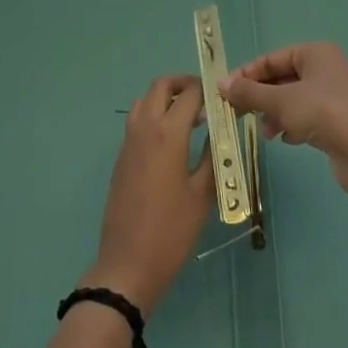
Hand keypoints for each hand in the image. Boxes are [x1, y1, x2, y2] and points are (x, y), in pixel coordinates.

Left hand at [83, 75, 213, 314]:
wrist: (128, 263)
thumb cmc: (172, 231)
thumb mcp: (202, 195)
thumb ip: (213, 157)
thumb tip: (222, 133)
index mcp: (168, 133)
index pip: (189, 93)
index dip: (208, 90)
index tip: (225, 98)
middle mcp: (145, 127)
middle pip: (161, 86)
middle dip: (183, 85)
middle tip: (206, 101)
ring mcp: (129, 141)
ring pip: (145, 100)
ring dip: (166, 99)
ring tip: (190, 119)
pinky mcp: (122, 156)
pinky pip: (137, 121)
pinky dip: (154, 116)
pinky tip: (172, 142)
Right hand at [219, 42, 347, 195]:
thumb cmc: (323, 113)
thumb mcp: (280, 101)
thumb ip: (249, 92)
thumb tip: (221, 84)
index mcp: (315, 53)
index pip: (271, 59)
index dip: (247, 74)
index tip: (225, 92)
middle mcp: (326, 69)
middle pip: (282, 79)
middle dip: (260, 97)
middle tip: (238, 113)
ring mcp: (335, 96)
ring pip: (293, 100)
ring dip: (274, 114)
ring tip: (265, 132)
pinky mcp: (339, 122)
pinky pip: (307, 117)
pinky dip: (292, 125)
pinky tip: (286, 140)